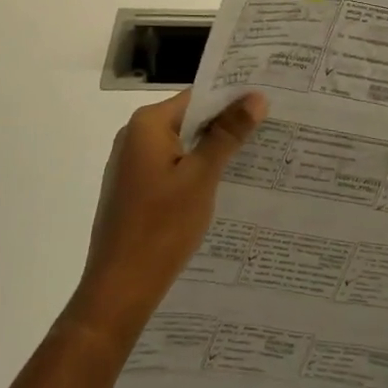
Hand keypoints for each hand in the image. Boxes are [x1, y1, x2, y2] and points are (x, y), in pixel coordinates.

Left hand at [67, 90, 267, 341]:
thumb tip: (255, 97)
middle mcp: (134, 136)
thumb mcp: (201, 177)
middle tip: (268, 129)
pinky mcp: (132, 189)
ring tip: (254, 156)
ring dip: (211, 151)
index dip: (232, 99)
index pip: (197, 97)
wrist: (118, 290)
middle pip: (188, 119)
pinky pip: (170, 167)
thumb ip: (227, 135)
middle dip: (224, 126)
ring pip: (180, 145)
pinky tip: (220, 186)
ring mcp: (130, 164)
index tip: (266, 103)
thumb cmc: (161, 227)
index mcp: (147, 124)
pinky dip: (193, 171)